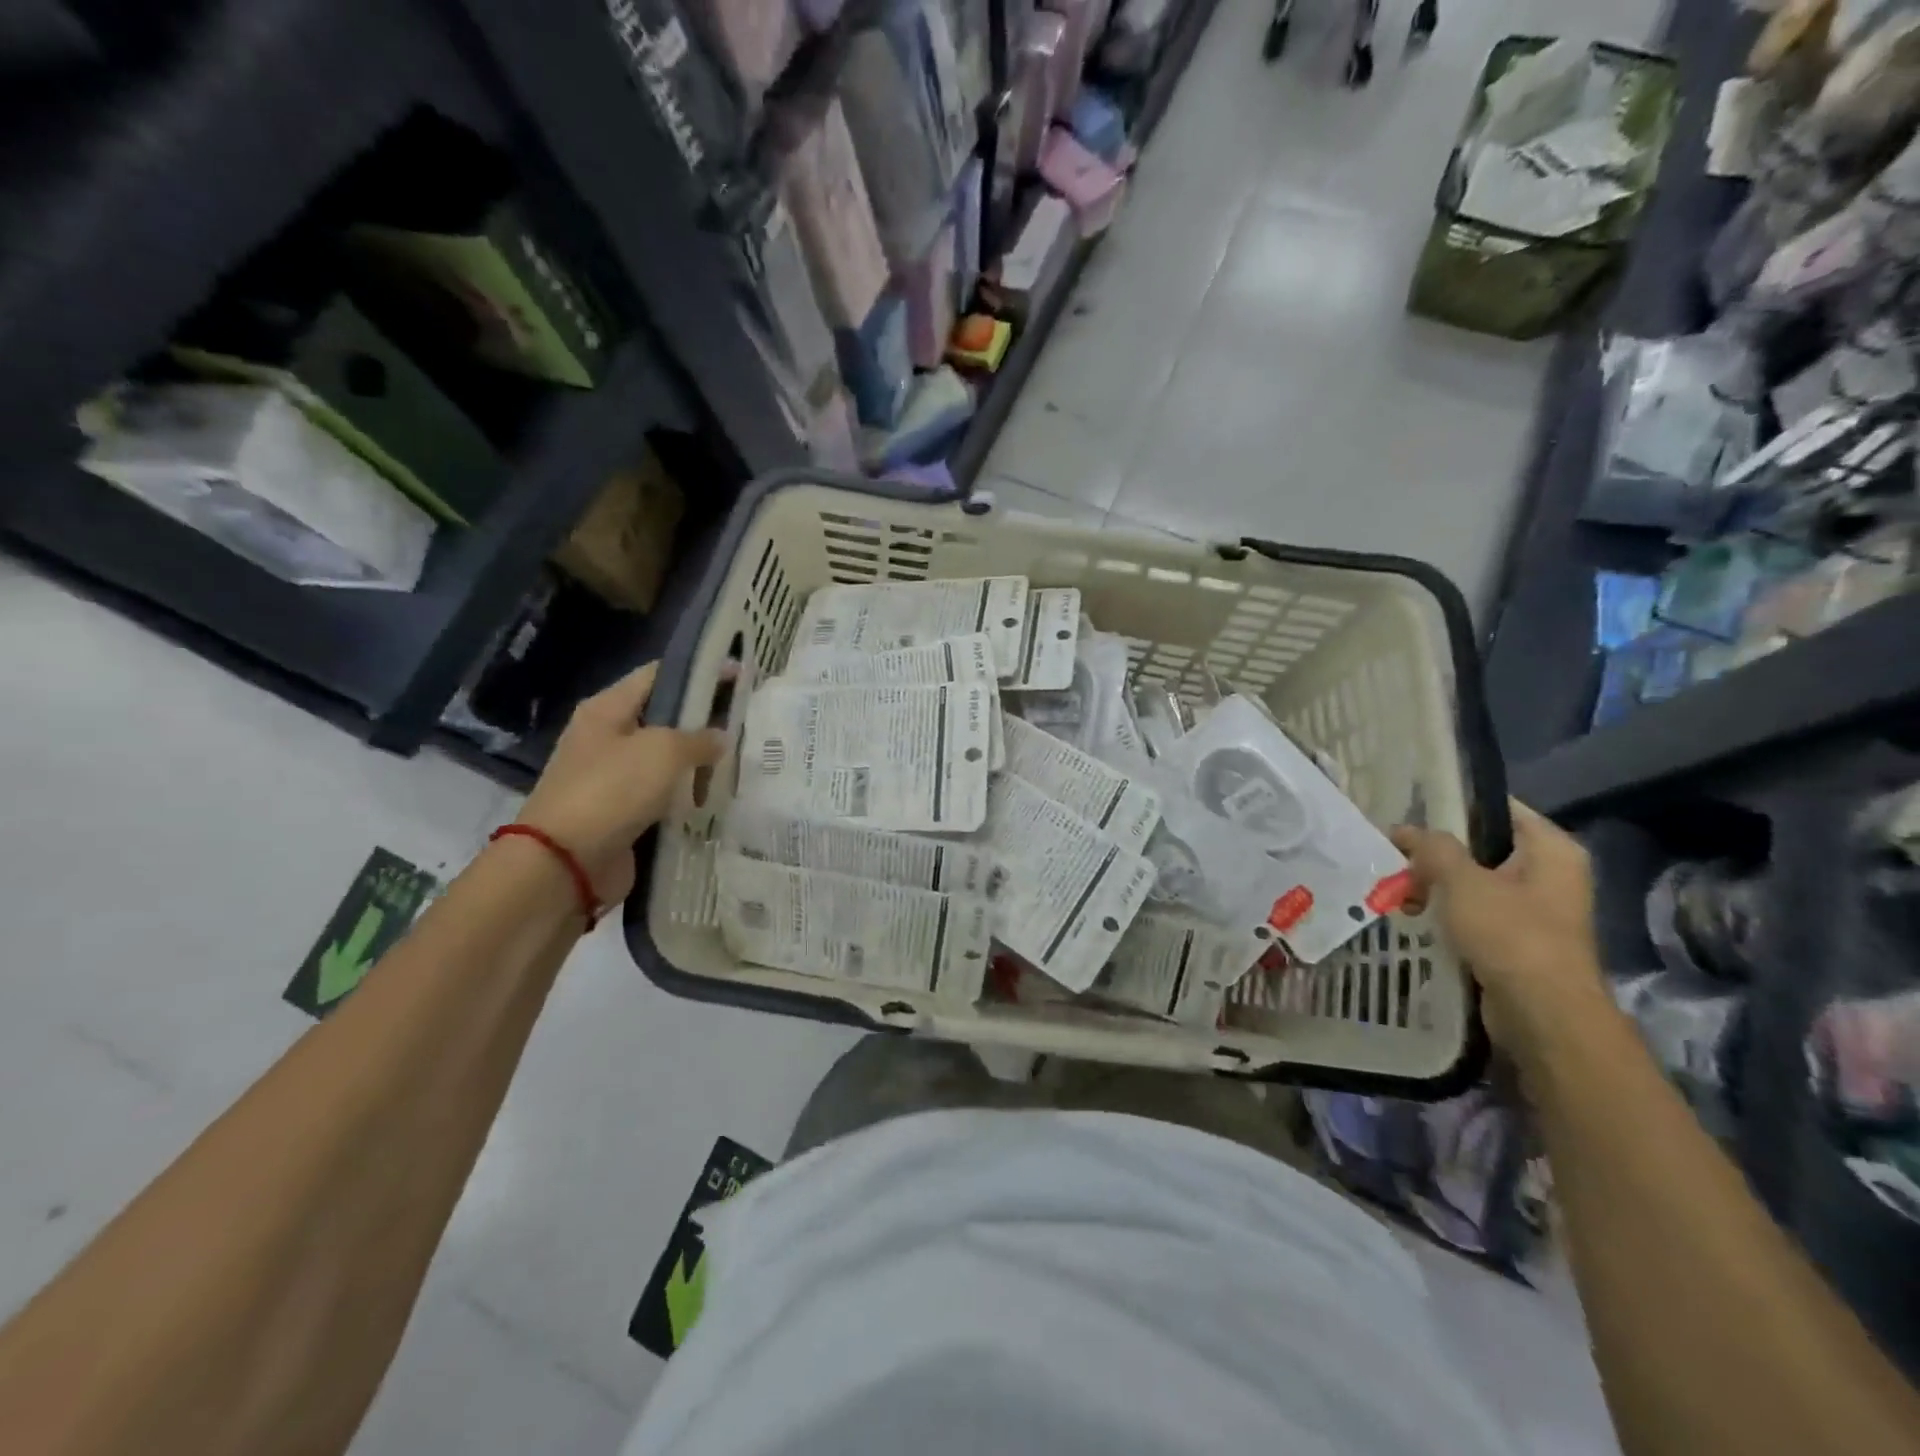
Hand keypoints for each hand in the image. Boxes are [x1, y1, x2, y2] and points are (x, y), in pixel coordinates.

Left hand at [516, 662, 726, 904]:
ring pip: (665, 761)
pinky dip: (686, 797)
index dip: (699, 672)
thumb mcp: (664, 751)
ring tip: (740, 762)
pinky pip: (662, 796)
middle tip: (746, 725)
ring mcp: (612, 778)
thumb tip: (719, 739)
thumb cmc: (612, 791)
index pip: (659, 675)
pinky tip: (717, 799)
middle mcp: (606, 738)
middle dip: (703, 720)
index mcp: (607, 709)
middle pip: (663, 718)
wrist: (565, 863)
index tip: (739, 676)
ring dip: (697, 763)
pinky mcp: (621, 813)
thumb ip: (699, 739)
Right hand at [1391, 801, 1607, 1054]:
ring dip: (1435, 884)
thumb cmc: (1510, 934)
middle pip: (1481, 847)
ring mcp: (1535, 909)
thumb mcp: (1462, 880)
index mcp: (1551, 849)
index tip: (1410, 808)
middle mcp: (1550, 874)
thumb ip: (1432, 847)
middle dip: (1435, 851)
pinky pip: (1474, 912)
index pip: (1498, 808)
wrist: (1542, 1014)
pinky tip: (1412, 913)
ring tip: (1396, 887)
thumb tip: (1404, 830)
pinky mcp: (1518, 940)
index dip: (1453, 804)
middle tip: (1394, 850)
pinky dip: (1445, 911)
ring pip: (1474, 882)